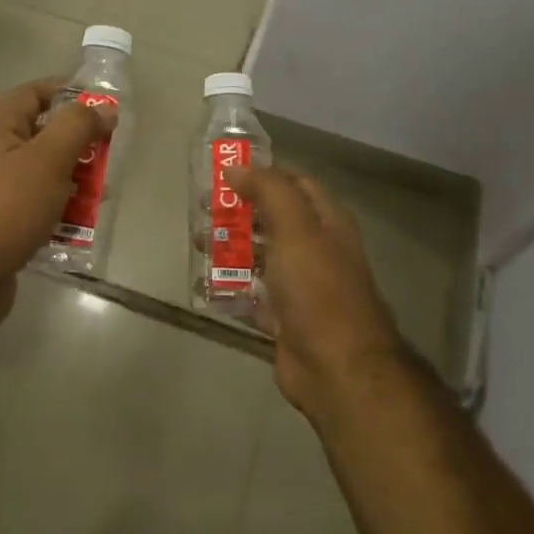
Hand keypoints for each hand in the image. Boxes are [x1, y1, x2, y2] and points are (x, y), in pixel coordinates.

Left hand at [0, 80, 114, 325]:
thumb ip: (77, 128)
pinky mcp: (2, 225)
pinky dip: (61, 213)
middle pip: (43, 136)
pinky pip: (38, 208)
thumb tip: (103, 108)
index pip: (34, 94)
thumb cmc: (5, 209)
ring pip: (44, 175)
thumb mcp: (47, 159)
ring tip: (102, 195)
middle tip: (110, 156)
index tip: (105, 107)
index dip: (69, 93)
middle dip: (79, 144)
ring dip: (75, 182)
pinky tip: (83, 226)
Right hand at [226, 165, 406, 423]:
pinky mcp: (285, 319)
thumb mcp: (295, 229)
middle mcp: (317, 250)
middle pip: (274, 220)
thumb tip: (237, 168)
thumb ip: (269, 192)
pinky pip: (253, 297)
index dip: (263, 175)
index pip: (296, 184)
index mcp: (327, 223)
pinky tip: (206, 284)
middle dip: (239, 212)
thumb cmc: (317, 288)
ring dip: (231, 249)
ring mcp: (301, 287)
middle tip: (202, 210)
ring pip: (261, 258)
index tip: (225, 174)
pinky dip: (232, 289)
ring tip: (198, 245)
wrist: (336, 365)